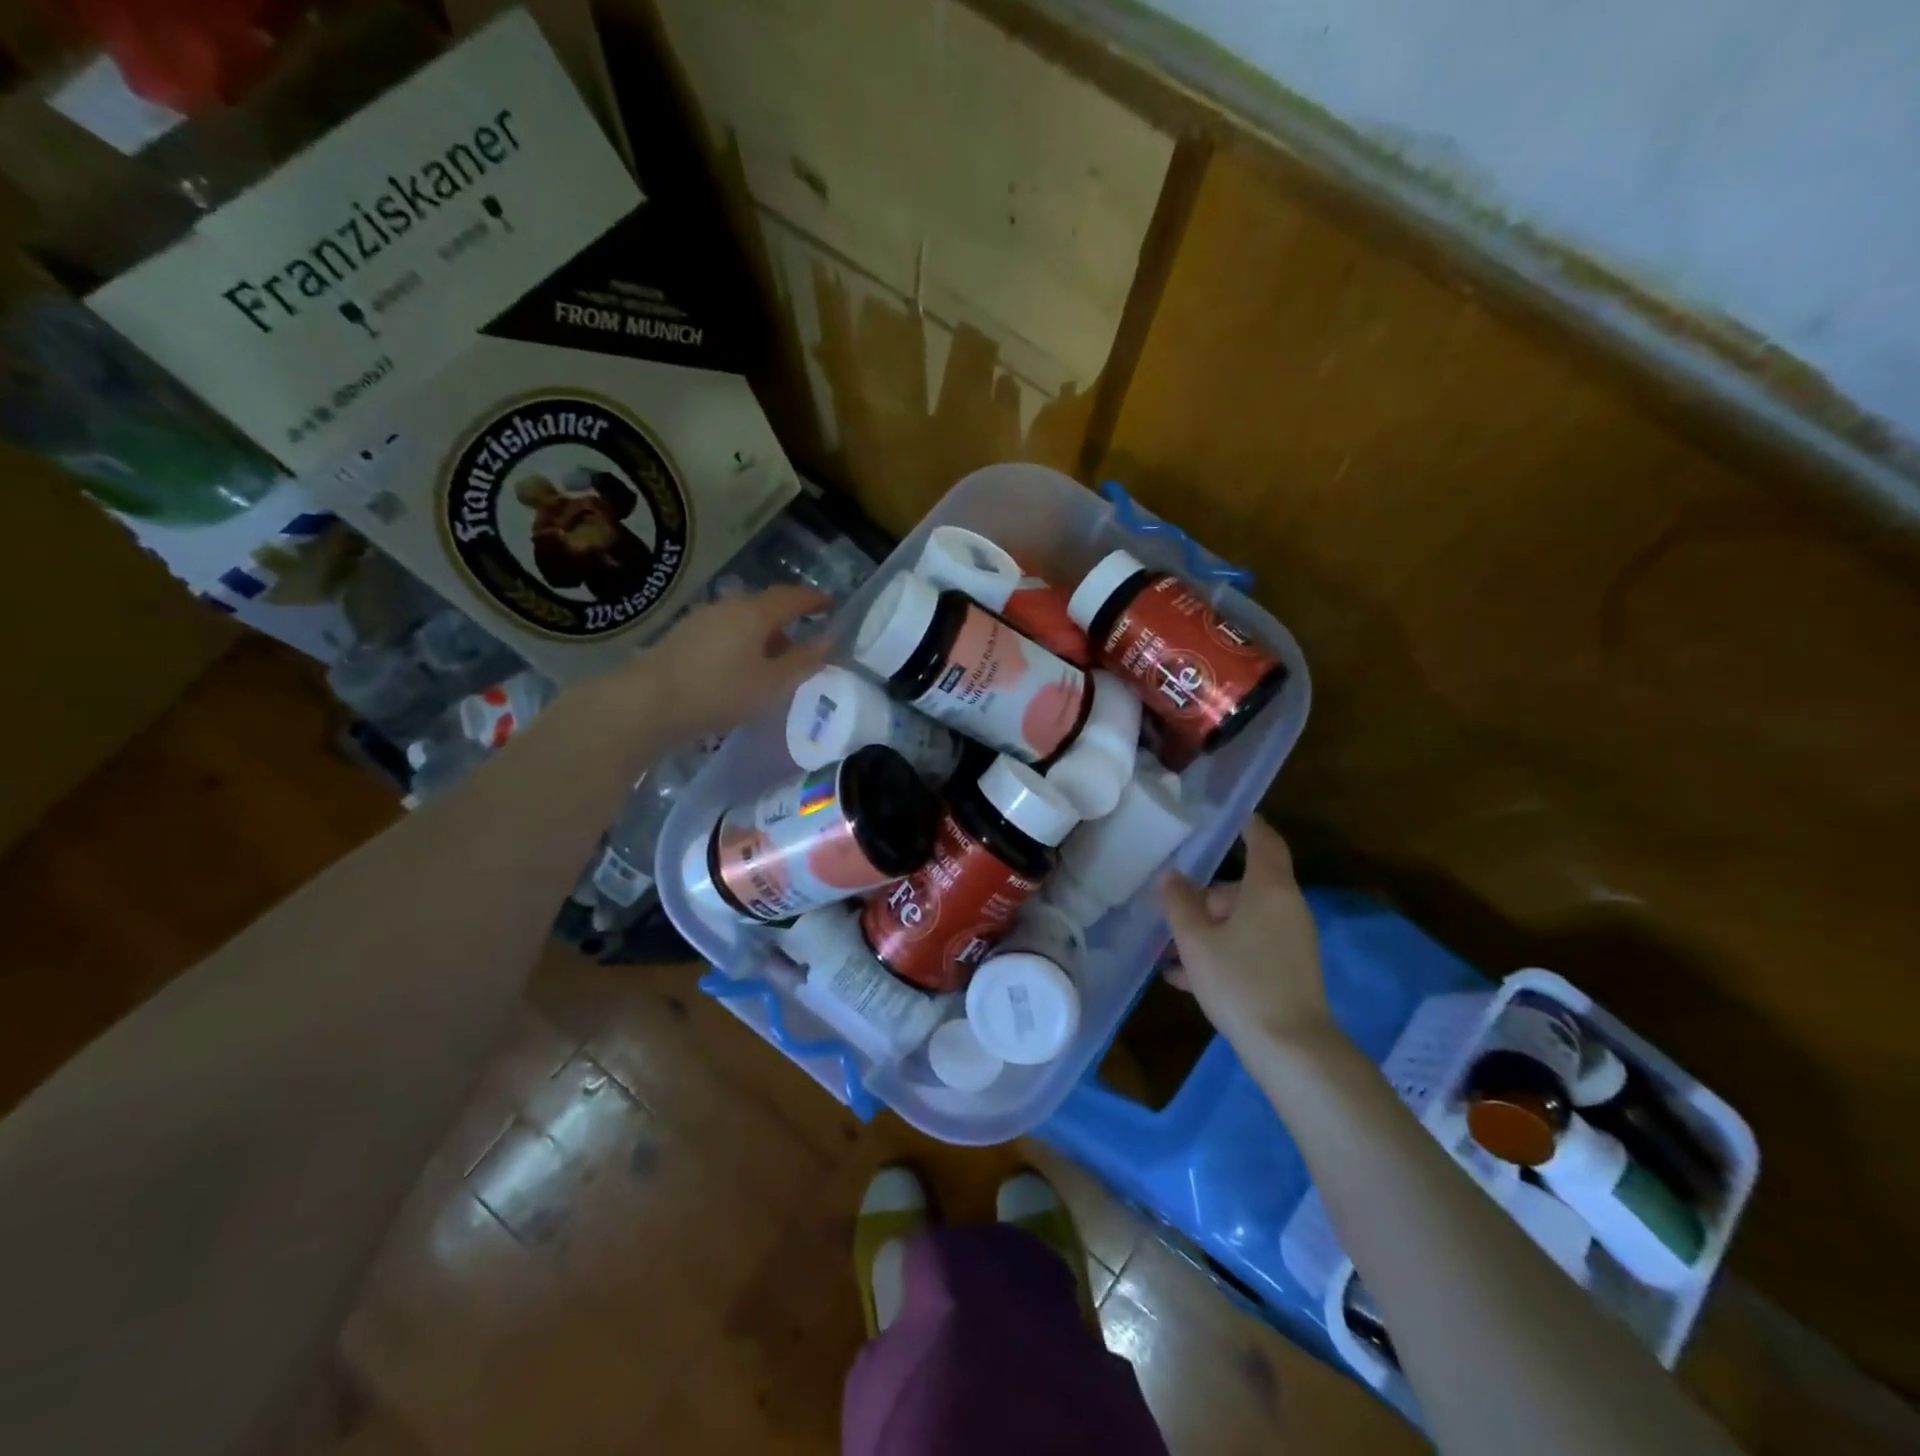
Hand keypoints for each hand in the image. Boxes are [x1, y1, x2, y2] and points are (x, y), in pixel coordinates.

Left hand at [603, 586, 832, 741]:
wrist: (648, 703)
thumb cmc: (720, 691)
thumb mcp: (773, 684)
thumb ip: (804, 662)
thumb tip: (828, 641)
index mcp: (755, 612)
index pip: (793, 597)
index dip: (815, 600)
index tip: (832, 606)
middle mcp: (729, 606)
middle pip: (766, 606)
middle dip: (789, 620)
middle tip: (806, 642)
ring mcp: (702, 619)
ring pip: (744, 621)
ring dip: (765, 635)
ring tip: (776, 662)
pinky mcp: (684, 637)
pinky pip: (725, 633)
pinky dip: (743, 644)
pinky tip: (742, 669)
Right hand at [1158, 817, 1336, 1055]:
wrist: (1291, 1050)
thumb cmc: (1241, 981)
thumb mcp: (1196, 940)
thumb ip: (1179, 903)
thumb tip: (1171, 876)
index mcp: (1269, 889)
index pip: (1263, 841)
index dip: (1248, 825)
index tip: (1229, 815)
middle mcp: (1286, 909)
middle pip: (1242, 888)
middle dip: (1205, 897)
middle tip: (1170, 912)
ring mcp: (1290, 943)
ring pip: (1241, 922)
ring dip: (1207, 930)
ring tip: (1168, 950)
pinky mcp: (1288, 973)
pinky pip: (1248, 949)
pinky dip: (1220, 953)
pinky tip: (1182, 977)